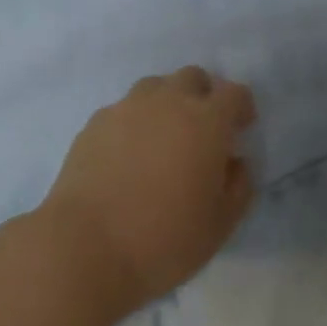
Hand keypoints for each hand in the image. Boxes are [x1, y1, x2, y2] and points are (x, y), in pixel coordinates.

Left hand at [38, 67, 255, 315]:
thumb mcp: (220, 225)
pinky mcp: (96, 122)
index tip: (241, 128)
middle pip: (193, 77)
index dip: (241, 107)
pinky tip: (127, 155)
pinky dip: (134, 122)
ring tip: (162, 139)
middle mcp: (169, 101)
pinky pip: (124, 109)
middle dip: (203, 96)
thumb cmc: (163, 240)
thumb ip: (238, 186)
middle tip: (201, 131)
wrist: (85, 248)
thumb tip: (234, 162)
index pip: (234, 93)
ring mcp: (128, 107)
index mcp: (206, 121)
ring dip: (167, 103)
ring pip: (156, 87)